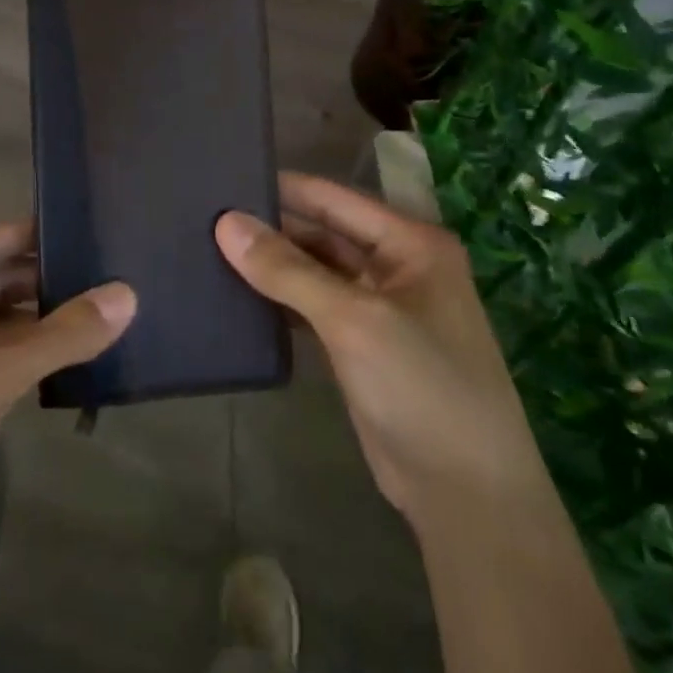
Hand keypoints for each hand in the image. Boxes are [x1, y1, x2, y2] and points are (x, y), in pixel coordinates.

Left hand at [0, 221, 134, 568]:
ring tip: (113, 304)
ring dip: (47, 316)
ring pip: (0, 315)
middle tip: (121, 270)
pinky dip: (33, 349)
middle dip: (53, 278)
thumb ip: (60, 336)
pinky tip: (81, 347)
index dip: (47, 235)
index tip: (104, 227)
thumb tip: (130, 294)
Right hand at [215, 173, 549, 534]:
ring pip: (316, 271)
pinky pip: (315, 307)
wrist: (466, 494)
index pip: (334, 198)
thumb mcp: (353, 320)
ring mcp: (381, 307)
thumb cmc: (421, 388)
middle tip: (205, 217)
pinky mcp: (363, 344)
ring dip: (273, 265)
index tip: (225, 178)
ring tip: (210, 249)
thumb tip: (226, 222)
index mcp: (411, 243)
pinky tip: (239, 295)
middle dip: (272, 227)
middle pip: (324, 232)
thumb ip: (288, 270)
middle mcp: (398, 266)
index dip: (281, 188)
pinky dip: (282, 300)